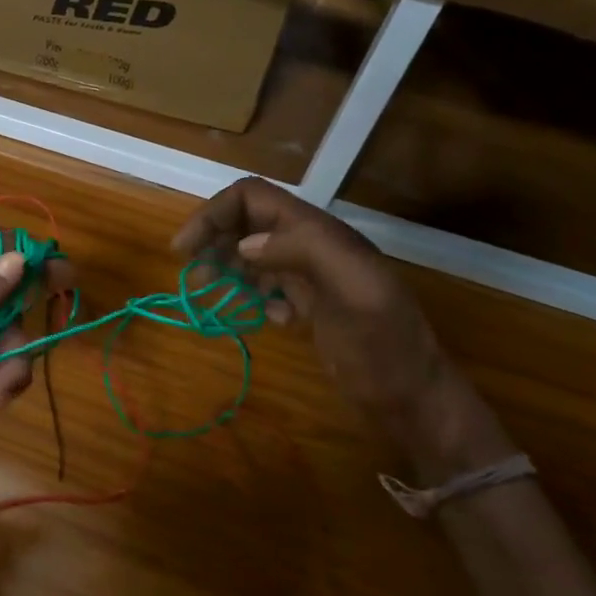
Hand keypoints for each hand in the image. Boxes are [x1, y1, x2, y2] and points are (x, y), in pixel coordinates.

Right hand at [174, 179, 508, 477]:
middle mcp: (311, 246)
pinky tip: (264, 318)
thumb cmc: (384, 346)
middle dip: (213, 240)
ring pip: (253, 253)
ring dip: (225, 267)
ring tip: (208, 293)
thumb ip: (305, 252)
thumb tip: (245, 243)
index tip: (183, 249)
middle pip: (247, 222)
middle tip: (192, 275)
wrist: (412, 397)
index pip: (252, 198)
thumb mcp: (355, 292)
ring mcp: (311, 276)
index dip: (213, 214)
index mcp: (319, 233)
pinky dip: (252, 295)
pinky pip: (268, 285)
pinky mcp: (310, 304)